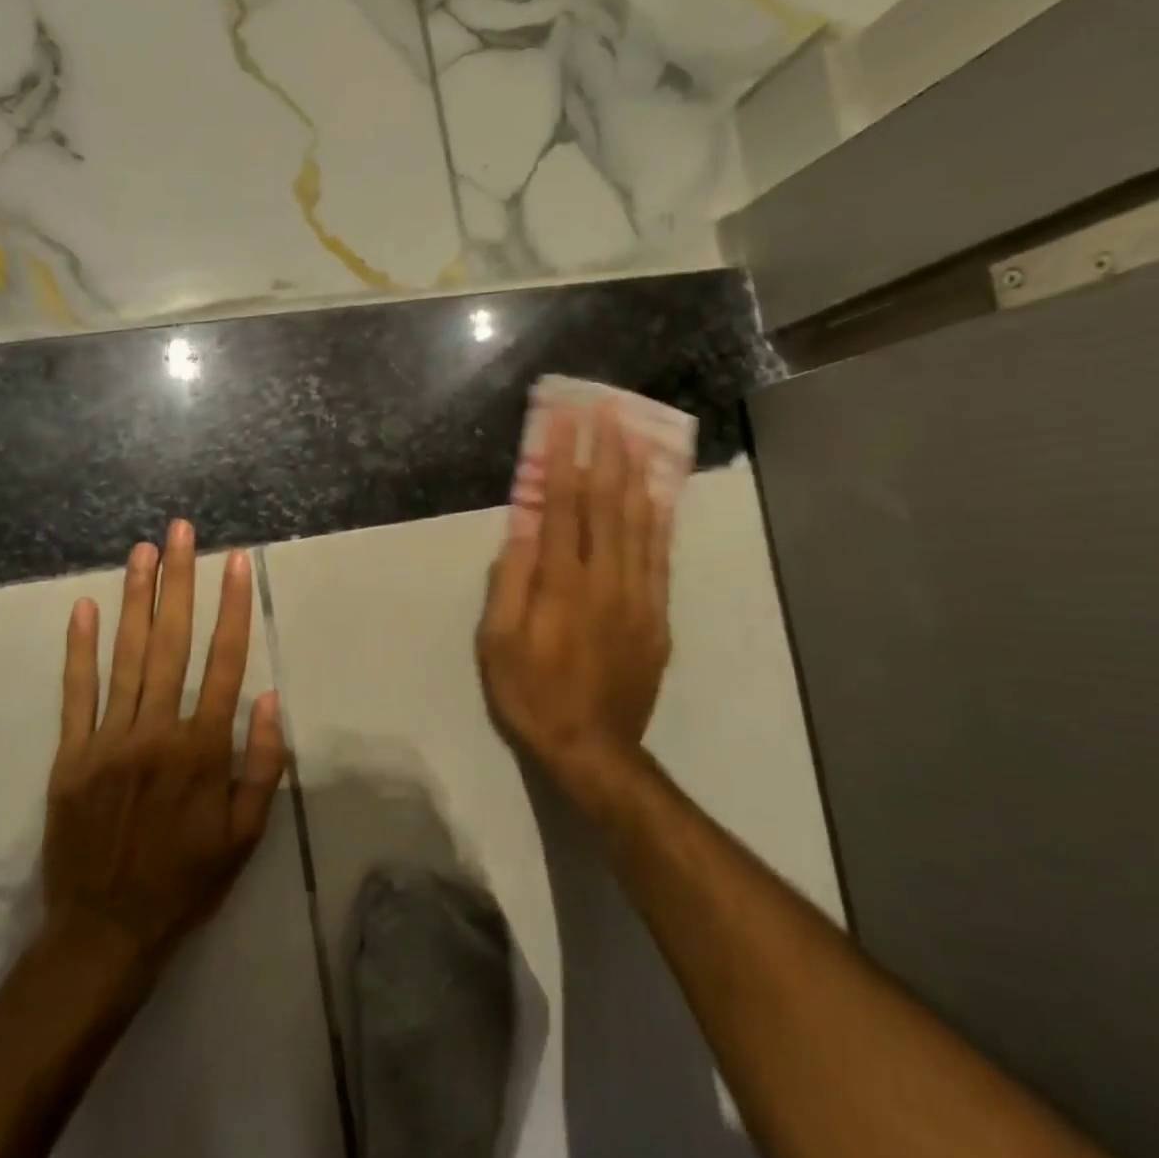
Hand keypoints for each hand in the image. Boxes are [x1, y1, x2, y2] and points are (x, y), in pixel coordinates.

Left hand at [40, 521, 287, 971]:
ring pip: (126, 656)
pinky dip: (79, 649)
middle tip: (180, 532)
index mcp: (203, 749)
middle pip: (172, 642)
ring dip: (136, 599)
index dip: (232, 606)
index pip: (224, 661)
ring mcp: (108, 740)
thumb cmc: (187, 881)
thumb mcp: (246, 834)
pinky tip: (84, 608)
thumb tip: (268, 697)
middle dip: (179, 581)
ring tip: (142, 551)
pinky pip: (76, 693)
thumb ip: (262, 764)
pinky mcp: (71, 755)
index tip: (235, 562)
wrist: (105, 933)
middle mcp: (157, 731)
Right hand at [477, 405, 673, 803]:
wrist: (592, 747)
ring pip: (640, 522)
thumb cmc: (531, 693)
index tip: (566, 419)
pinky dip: (659, 518)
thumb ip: (510, 581)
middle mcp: (606, 580)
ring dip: (635, 474)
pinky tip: (658, 493)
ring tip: (634, 435)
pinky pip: (660, 556)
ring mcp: (638, 596)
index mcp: (562, 584)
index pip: (564, 505)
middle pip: (608, 503)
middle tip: (607, 409)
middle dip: (607, 451)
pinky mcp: (657, 614)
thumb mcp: (497, 642)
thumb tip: (520, 526)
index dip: (565, 458)